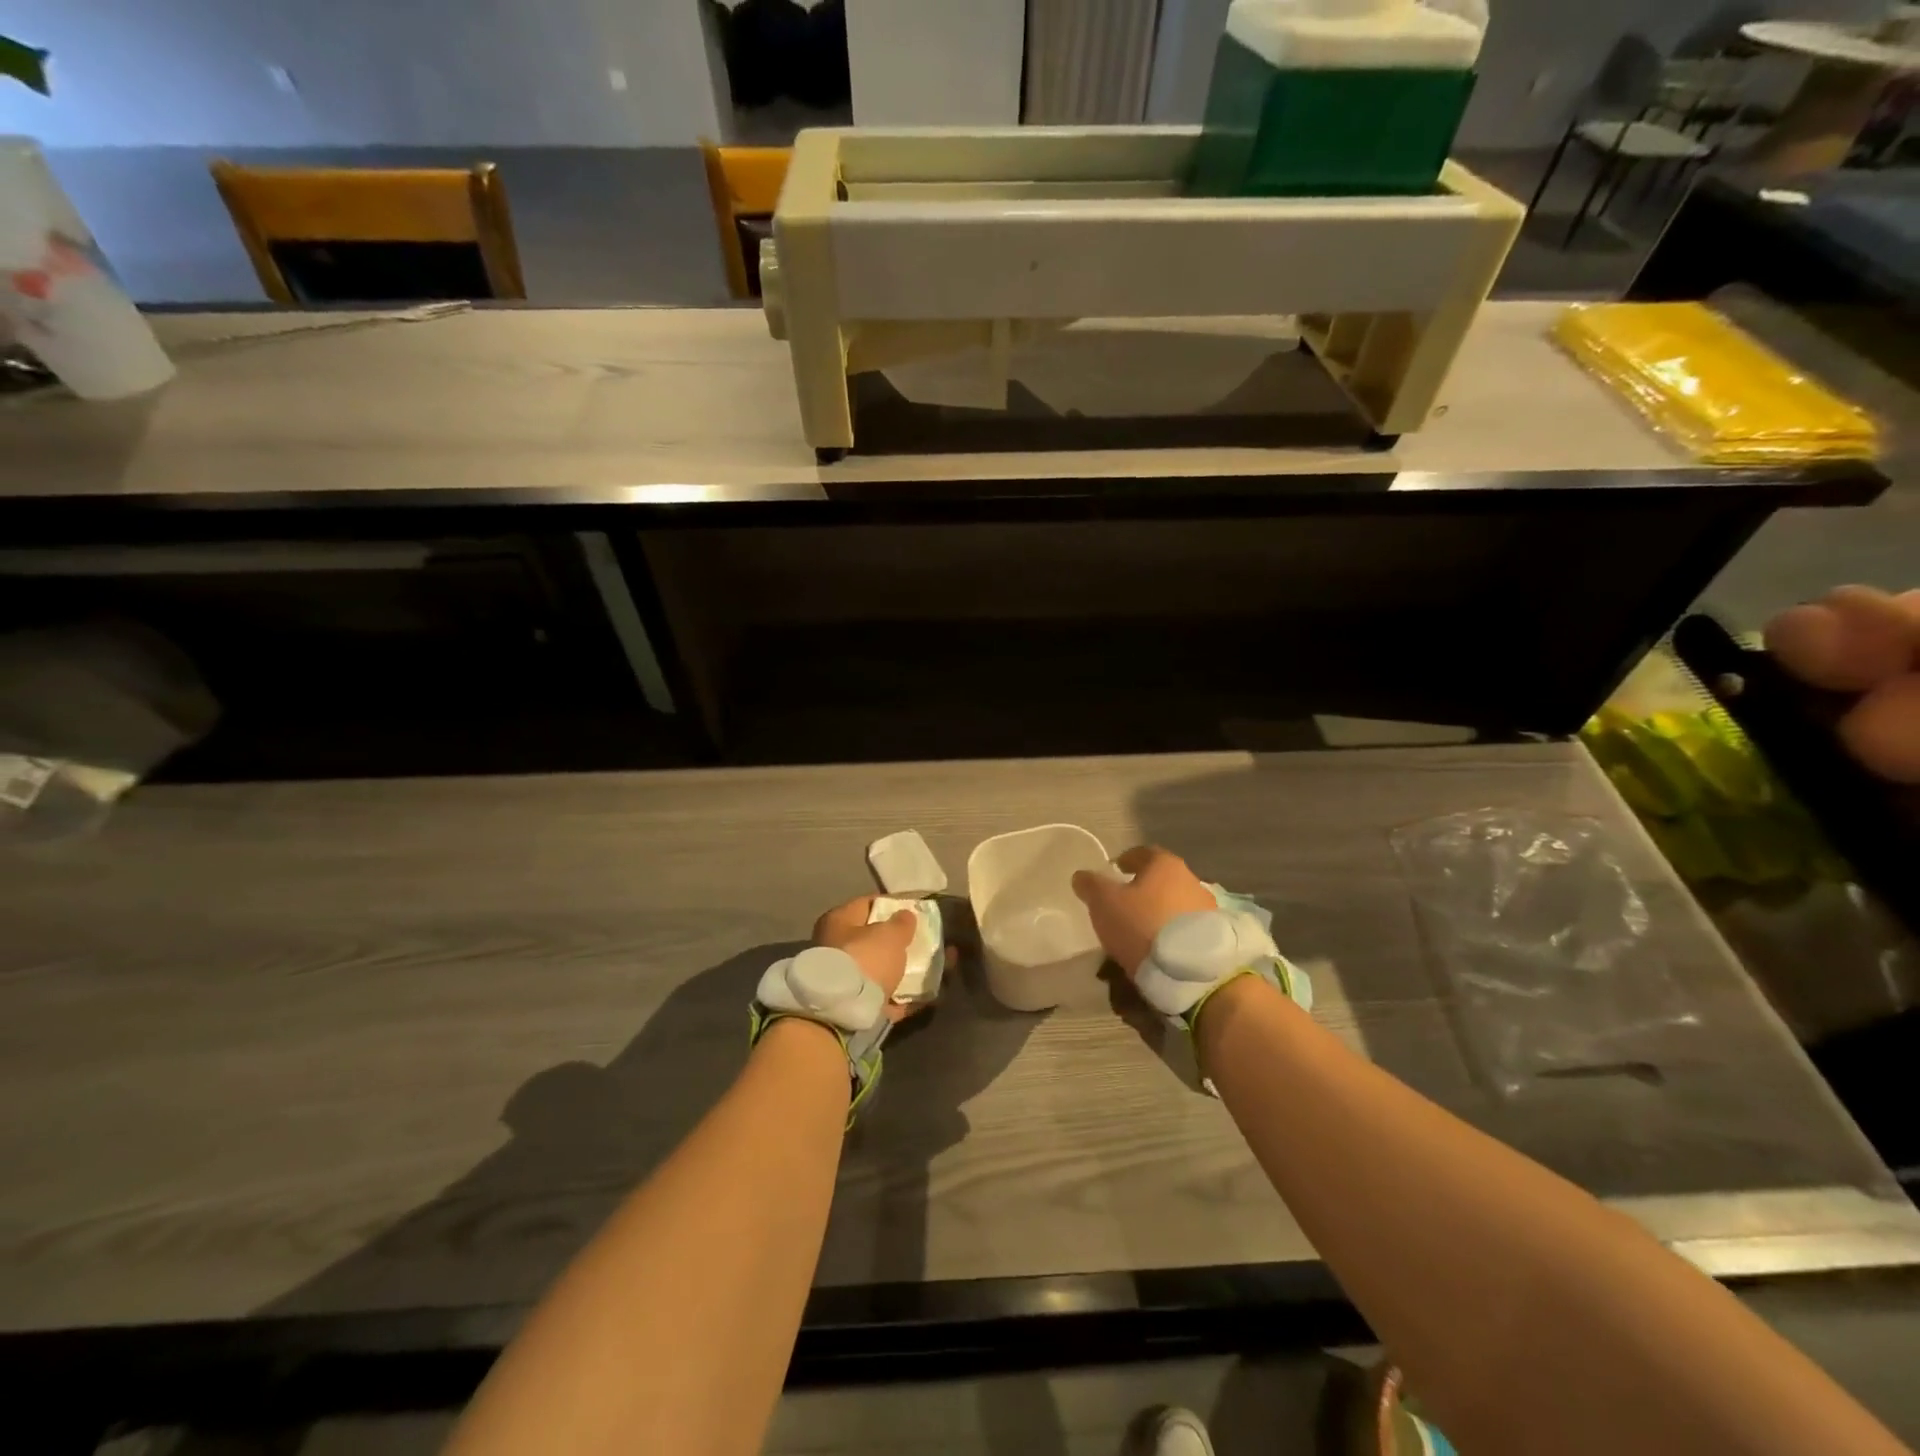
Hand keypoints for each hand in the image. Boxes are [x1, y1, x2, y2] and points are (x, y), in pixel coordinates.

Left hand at [811, 896, 942, 1023]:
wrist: (845, 1013)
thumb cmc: (865, 958)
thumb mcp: (890, 934)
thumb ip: (902, 923)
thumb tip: (905, 916)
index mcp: (838, 922)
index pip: (867, 905)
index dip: (893, 904)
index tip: (916, 909)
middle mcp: (837, 949)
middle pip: (875, 941)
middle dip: (902, 941)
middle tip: (928, 939)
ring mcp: (848, 981)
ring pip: (884, 970)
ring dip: (909, 969)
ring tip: (940, 965)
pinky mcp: (859, 1008)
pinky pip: (890, 997)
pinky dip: (910, 995)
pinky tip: (934, 993)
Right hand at [1071, 845, 1216, 978]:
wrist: (1193, 971)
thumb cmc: (1142, 925)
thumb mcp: (1104, 903)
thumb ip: (1091, 885)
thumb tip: (1081, 876)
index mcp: (1165, 865)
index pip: (1142, 853)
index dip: (1125, 861)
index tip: (1114, 872)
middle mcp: (1191, 880)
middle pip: (1161, 880)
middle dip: (1142, 892)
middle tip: (1123, 907)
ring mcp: (1207, 909)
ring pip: (1174, 906)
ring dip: (1158, 915)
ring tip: (1139, 936)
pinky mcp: (1216, 938)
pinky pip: (1186, 930)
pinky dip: (1172, 936)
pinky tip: (1159, 952)